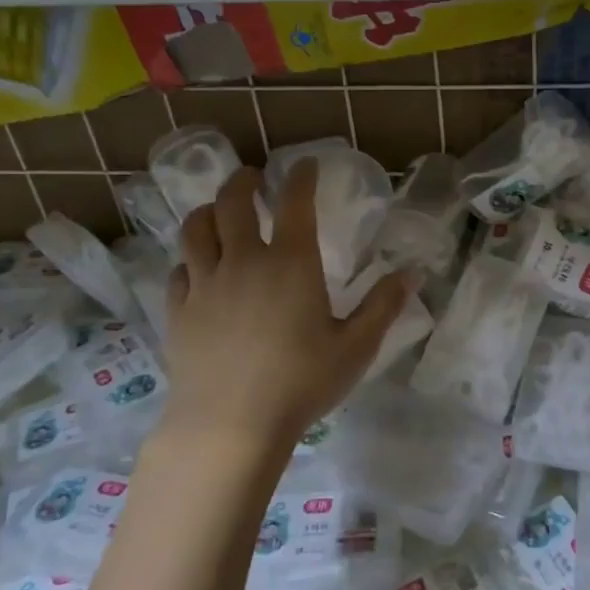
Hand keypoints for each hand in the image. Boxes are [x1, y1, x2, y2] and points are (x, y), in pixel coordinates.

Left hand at [156, 161, 411, 463]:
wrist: (230, 424)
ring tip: (217, 210)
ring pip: (196, 229)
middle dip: (244, 182)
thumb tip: (411, 273)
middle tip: (253, 177)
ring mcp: (204, 285)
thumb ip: (382, 306)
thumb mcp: (355, 347)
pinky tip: (197, 268)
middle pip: (232, 203)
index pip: (294, 203)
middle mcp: (242, 262)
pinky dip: (190, 259)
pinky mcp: (178, 311)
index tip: (304, 164)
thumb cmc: (301, 383)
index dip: (300, 176)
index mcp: (290, 263)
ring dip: (208, 210)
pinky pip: (179, 270)